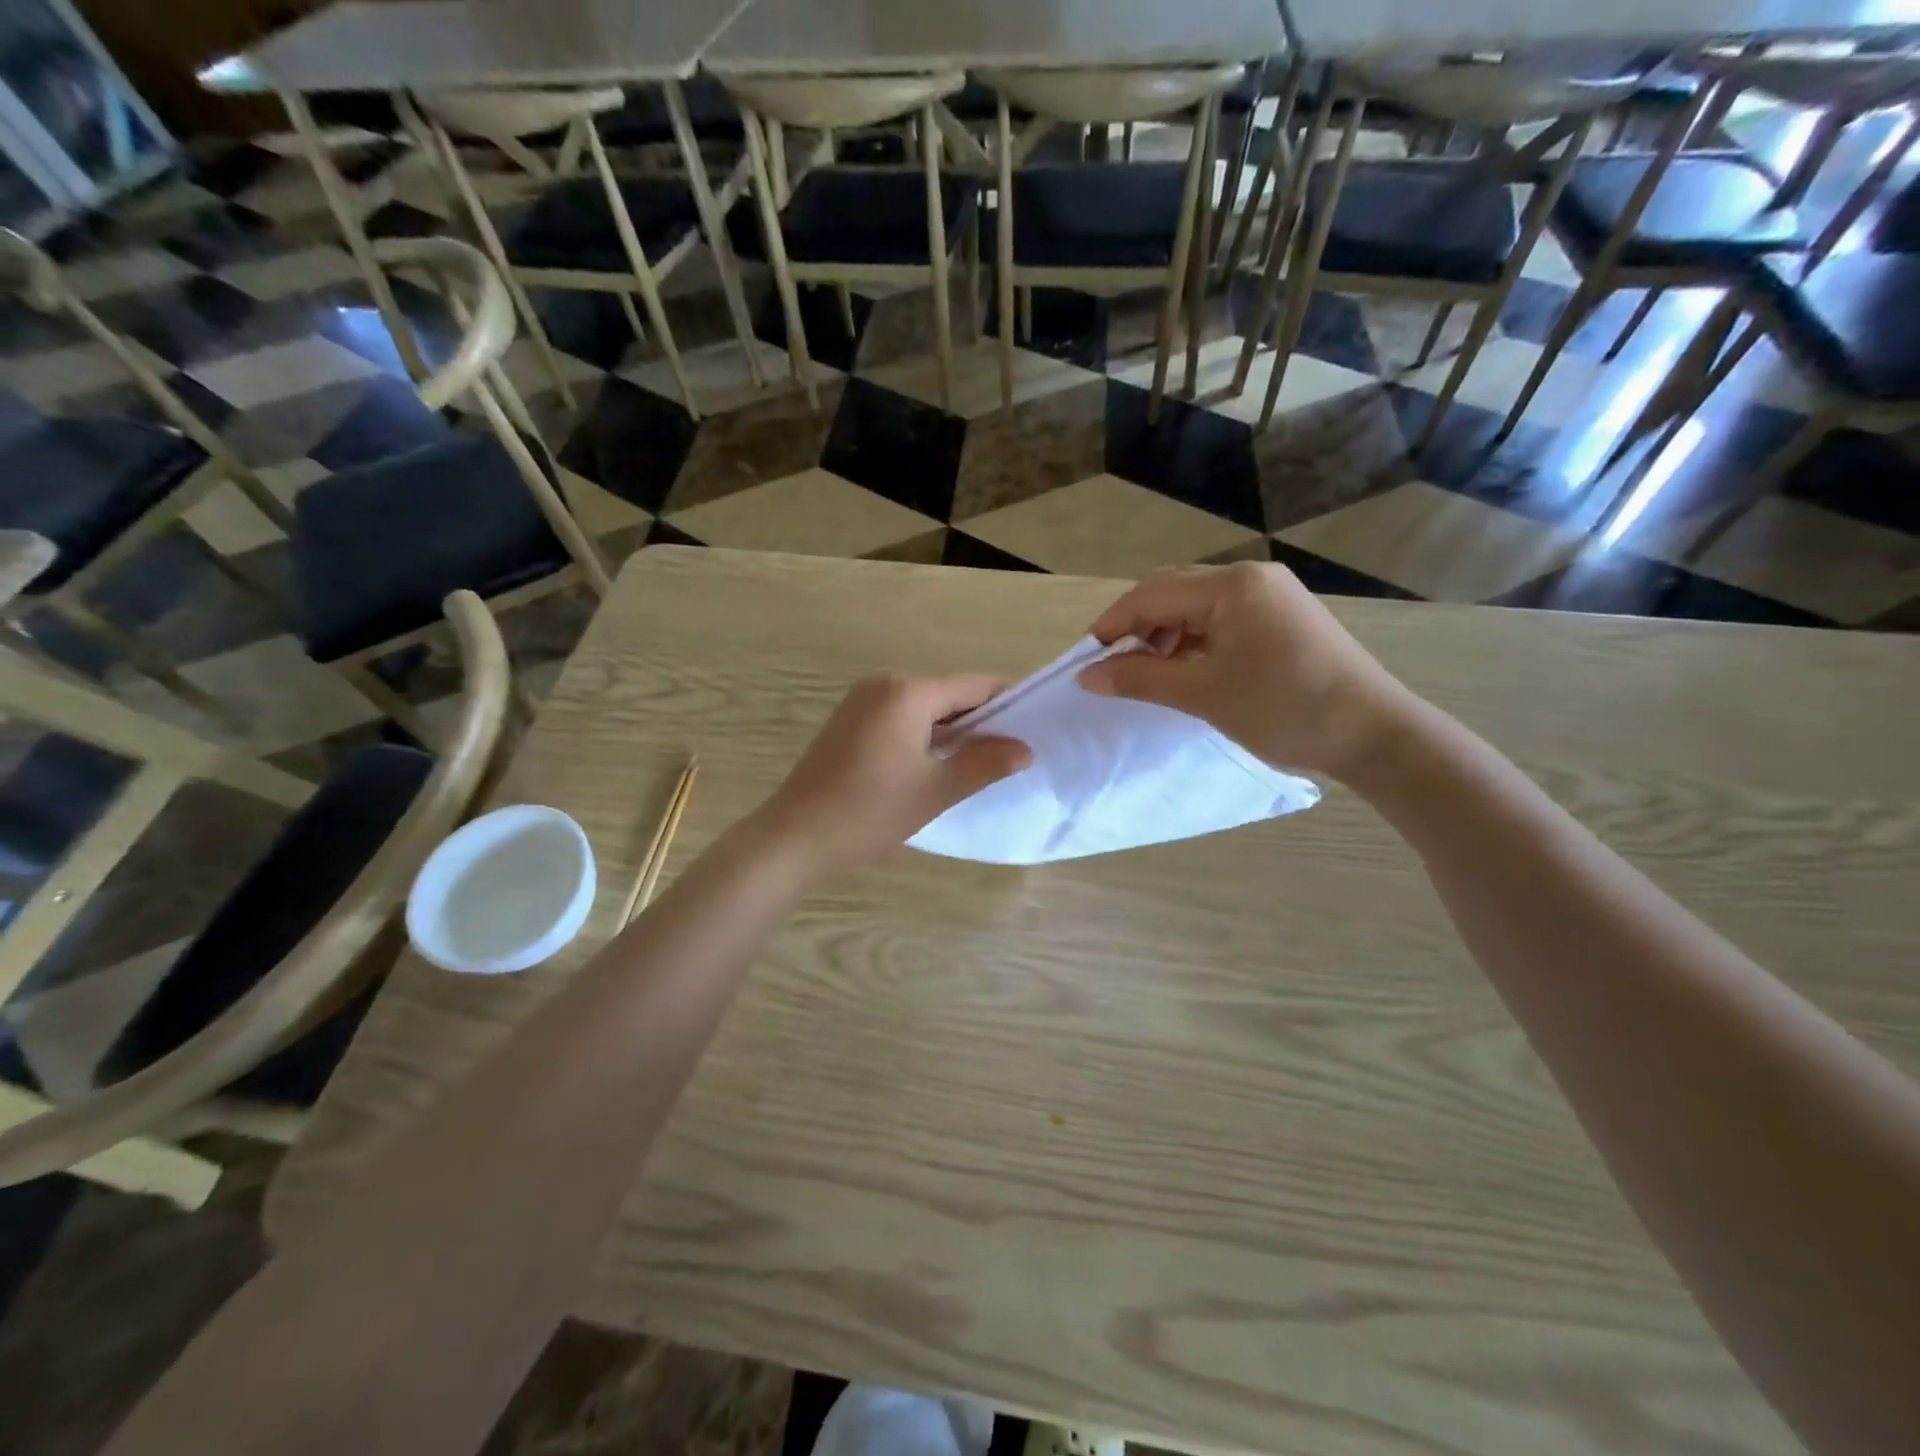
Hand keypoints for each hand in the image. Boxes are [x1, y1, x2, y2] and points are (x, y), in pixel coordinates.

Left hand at [748, 674, 1031, 877]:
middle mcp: (884, 684)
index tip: (1033, 729)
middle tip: (1010, 755)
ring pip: (925, 707)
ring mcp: (862, 701)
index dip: (1008, 704)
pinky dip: (924, 735)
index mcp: (908, 692)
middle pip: (949, 693)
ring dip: (953, 731)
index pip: (975, 685)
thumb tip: (1025, 749)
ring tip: (980, 764)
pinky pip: (901, 718)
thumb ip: (985, 764)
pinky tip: (936, 764)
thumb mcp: (935, 790)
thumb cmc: (869, 812)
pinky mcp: (849, 722)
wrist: (793, 838)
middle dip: (981, 721)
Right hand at [1076, 563, 1419, 781]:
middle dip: (1137, 630)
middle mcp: (1251, 579)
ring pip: (1196, 609)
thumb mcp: (1202, 694)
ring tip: (1149, 677)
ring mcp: (1271, 597)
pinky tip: (1186, 674)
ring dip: (1164, 639)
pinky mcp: (1283, 619)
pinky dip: (1194, 644)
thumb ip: (1139, 678)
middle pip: (1173, 594)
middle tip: (1114, 671)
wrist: (1374, 735)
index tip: (1085, 661)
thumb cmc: (1283, 709)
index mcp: (1232, 586)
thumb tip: (1087, 676)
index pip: (1151, 594)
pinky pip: (1222, 622)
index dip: (1112, 625)